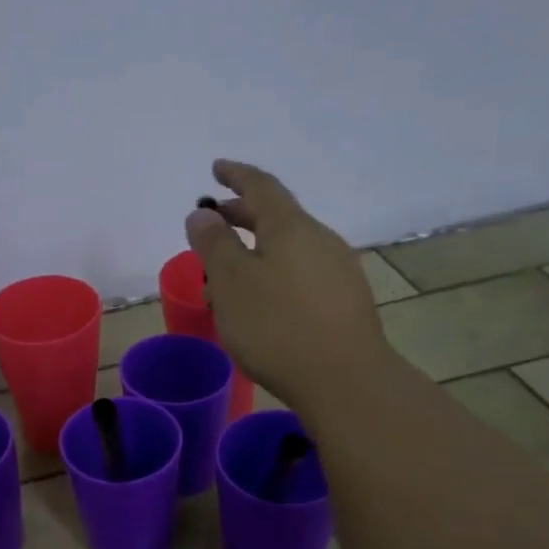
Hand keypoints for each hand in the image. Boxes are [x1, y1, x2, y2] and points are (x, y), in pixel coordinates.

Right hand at [187, 159, 390, 412]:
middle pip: (278, 215)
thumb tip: (202, 213)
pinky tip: (264, 295)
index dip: (236, 175)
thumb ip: (214, 244)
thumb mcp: (231, 282)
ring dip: (258, 246)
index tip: (216, 168)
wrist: (346, 380)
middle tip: (214, 220)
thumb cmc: (277, 326)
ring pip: (290, 245)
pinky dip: (275, 268)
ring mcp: (339, 270)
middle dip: (243, 213)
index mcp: (291, 227)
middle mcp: (320, 239)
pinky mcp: (345, 300)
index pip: (261, 186)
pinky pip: (302, 270)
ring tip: (230, 266)